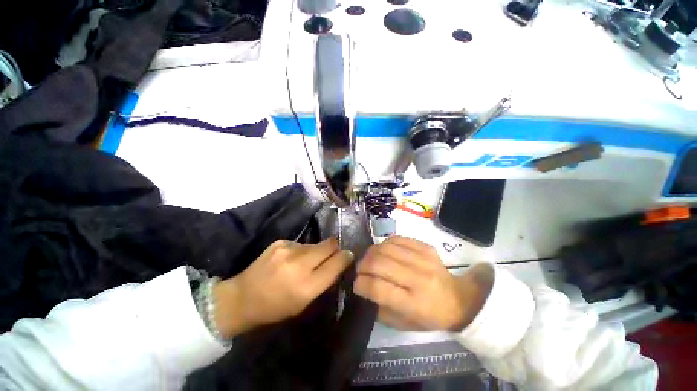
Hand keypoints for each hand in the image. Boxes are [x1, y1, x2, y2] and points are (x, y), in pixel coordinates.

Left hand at [213, 238, 352, 337]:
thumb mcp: (304, 303)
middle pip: (329, 245)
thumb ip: (324, 281)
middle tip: (332, 254)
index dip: (345, 257)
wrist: (242, 298)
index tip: (348, 255)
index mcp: (307, 286)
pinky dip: (301, 251)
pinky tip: (290, 260)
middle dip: (334, 248)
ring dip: (315, 251)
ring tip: (304, 263)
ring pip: (315, 244)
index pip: (337, 263)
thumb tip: (340, 261)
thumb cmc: (276, 307)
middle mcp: (299, 264)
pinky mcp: (280, 242)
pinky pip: (301, 244)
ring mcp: (288, 250)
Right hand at [354, 236, 490, 331]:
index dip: (361, 284)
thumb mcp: (403, 323)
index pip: (379, 288)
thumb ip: (379, 307)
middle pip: (380, 263)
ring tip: (369, 259)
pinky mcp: (425, 247)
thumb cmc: (429, 317)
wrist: (458, 299)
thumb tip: (362, 286)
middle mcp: (419, 278)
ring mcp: (423, 259)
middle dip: (363, 265)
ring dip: (371, 253)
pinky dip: (384, 244)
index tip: (355, 283)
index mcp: (414, 303)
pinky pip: (397, 238)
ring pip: (386, 248)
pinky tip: (384, 251)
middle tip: (359, 270)